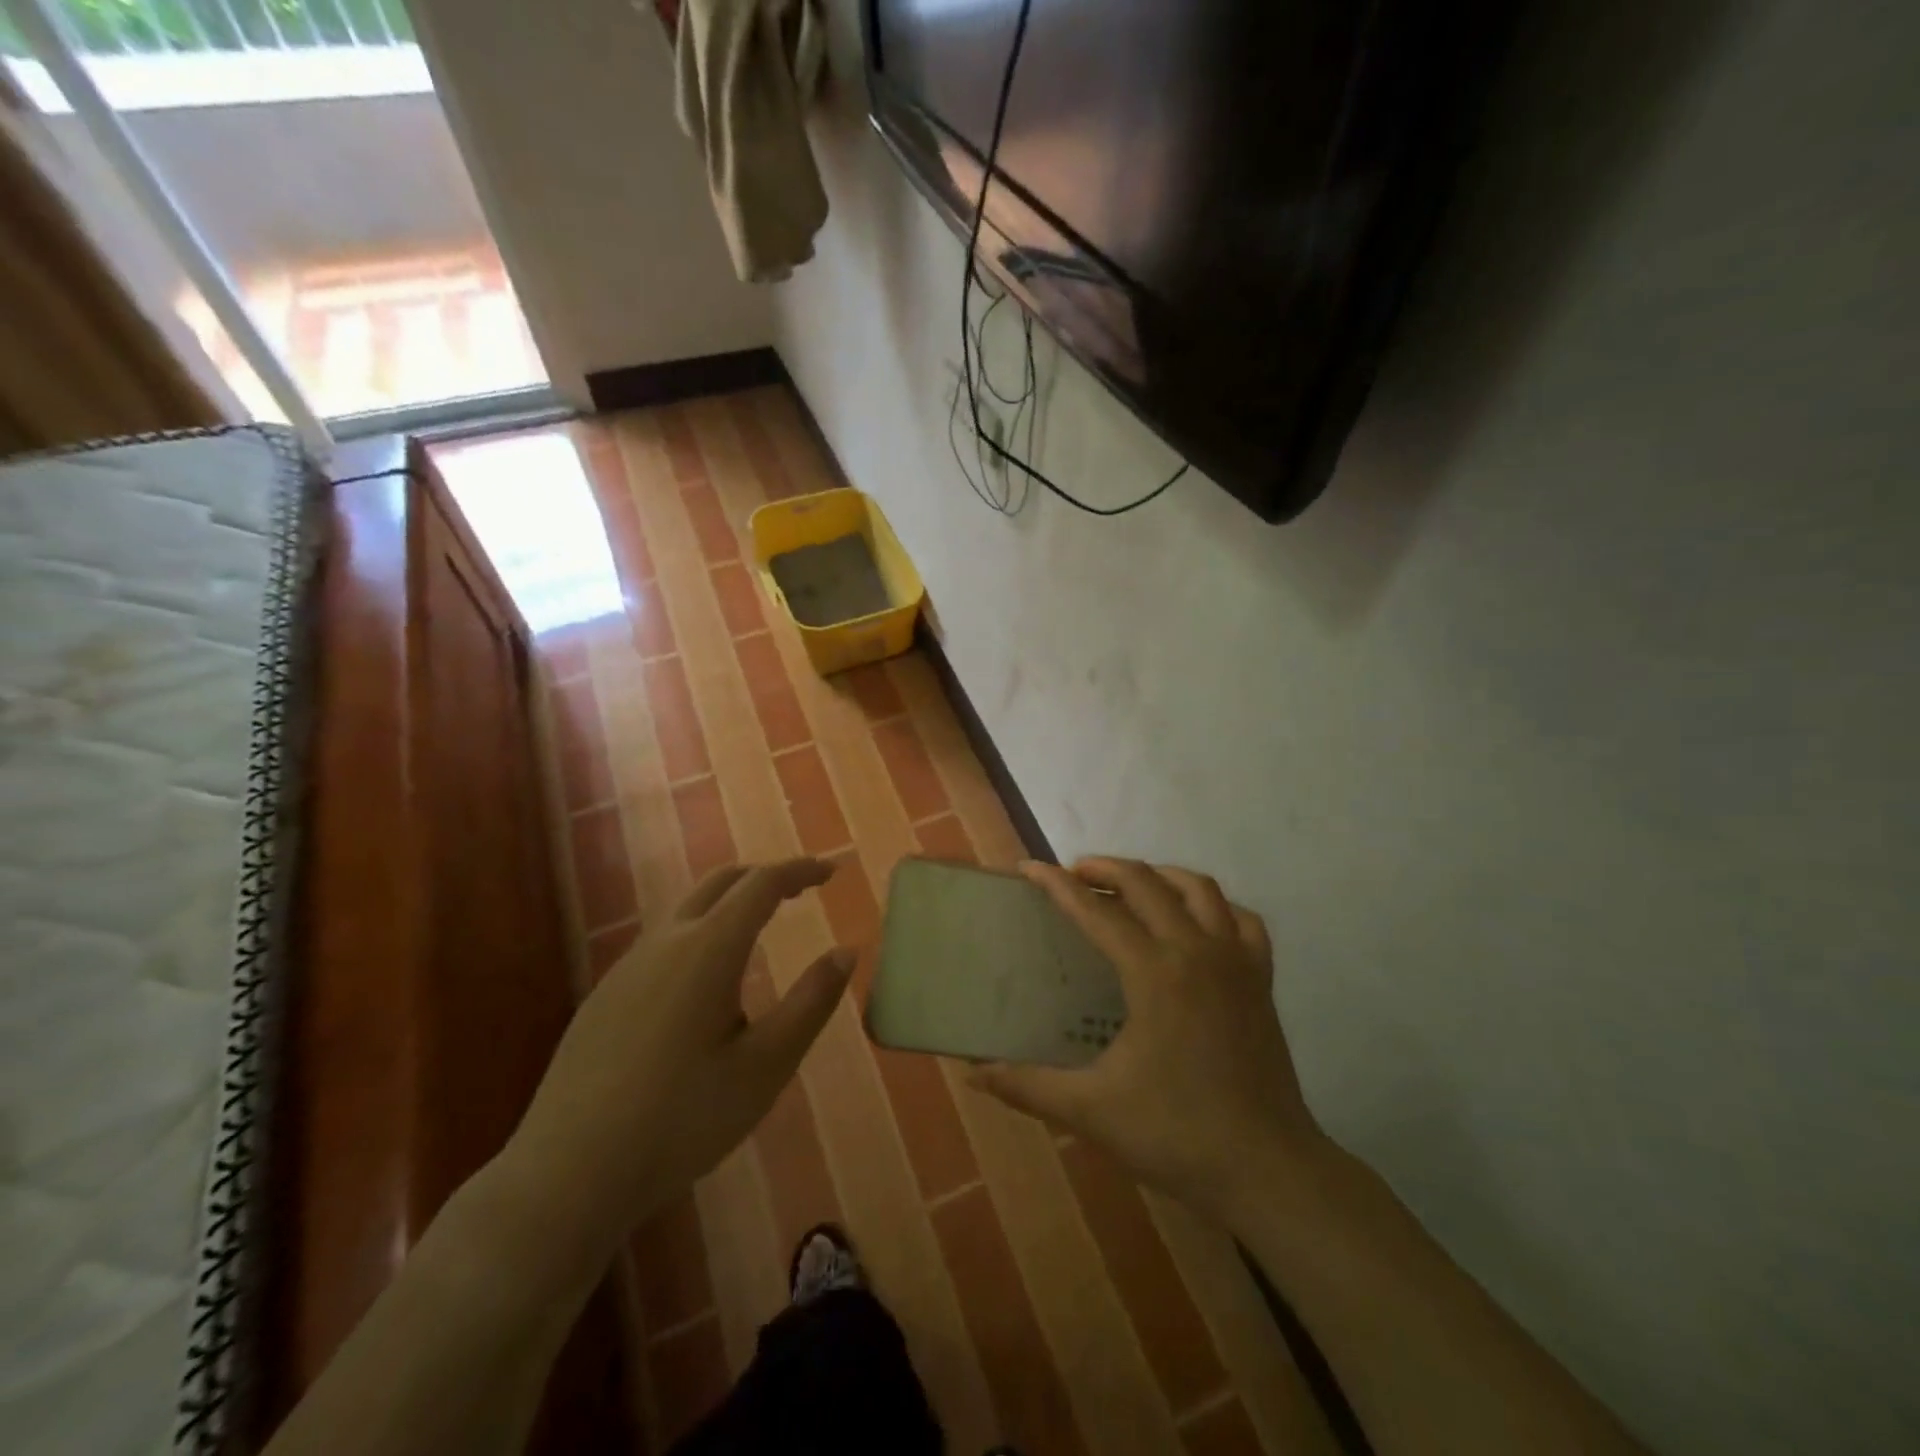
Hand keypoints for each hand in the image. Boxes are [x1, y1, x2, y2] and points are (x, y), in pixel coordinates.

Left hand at [508, 859, 851, 1250]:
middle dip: (764, 876)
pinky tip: (705, 985)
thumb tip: (846, 952)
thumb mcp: (766, 1066)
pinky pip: (663, 943)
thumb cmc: (682, 1119)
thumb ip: (811, 1002)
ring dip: (729, 904)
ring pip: (687, 910)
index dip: (799, 870)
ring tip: (760, 930)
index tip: (830, 872)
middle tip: (800, 890)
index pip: (762, 884)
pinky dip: (700, 934)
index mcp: (708, 949)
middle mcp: (665, 943)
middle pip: (720, 882)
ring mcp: (627, 968)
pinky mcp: (604, 997)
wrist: (568, 1174)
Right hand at [974, 858, 1322, 1223]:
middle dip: (1104, 867)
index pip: (1095, 911)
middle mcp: (1195, 951)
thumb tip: (973, 1072)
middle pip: (1146, 882)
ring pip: (1198, 888)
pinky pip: (1241, 920)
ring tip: (1130, 887)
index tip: (1029, 868)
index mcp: (1153, 974)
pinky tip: (1196, 923)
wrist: (1268, 1171)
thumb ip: (1027, 1086)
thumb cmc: (1176, 1135)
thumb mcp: (1090, 1111)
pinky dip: (1214, 907)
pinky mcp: (1261, 980)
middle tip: (1074, 875)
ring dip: (1158, 876)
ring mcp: (1235, 962)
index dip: (1056, 885)